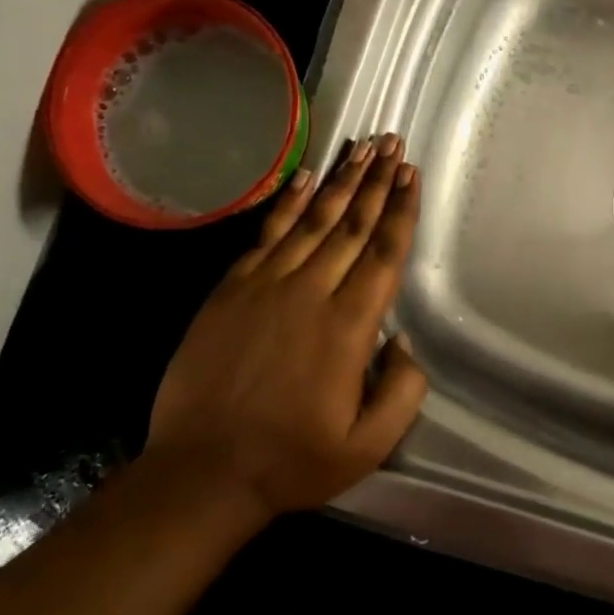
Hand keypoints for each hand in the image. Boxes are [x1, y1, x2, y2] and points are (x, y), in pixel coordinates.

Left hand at [146, 134, 427, 524]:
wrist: (202, 471)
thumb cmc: (292, 460)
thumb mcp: (368, 445)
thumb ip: (403, 391)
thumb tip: (403, 342)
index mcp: (349, 326)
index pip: (384, 253)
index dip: (401, 210)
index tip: (411, 174)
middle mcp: (310, 292)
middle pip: (353, 224)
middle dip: (377, 180)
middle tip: (393, 143)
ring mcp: (266, 285)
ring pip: (313, 220)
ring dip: (341, 181)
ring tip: (362, 148)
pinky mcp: (231, 289)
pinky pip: (266, 233)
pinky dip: (288, 202)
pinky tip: (304, 178)